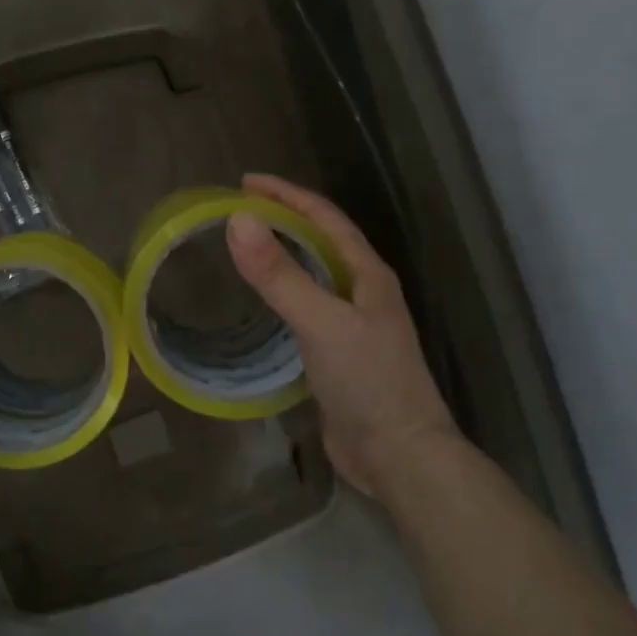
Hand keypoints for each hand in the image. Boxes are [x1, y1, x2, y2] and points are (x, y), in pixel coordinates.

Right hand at [226, 175, 459, 496]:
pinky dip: (283, 291)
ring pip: (314, 273)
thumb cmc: (367, 381)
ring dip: (283, 253)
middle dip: (283, 218)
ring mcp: (352, 322)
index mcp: (367, 274)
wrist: (399, 453)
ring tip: (245, 245)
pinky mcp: (338, 352)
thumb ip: (279, 275)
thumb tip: (238, 221)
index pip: (324, 217)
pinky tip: (262, 300)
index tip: (245, 182)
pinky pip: (306, 306)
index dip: (286, 194)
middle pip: (320, 240)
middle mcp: (362, 291)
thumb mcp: (320, 322)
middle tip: (237, 210)